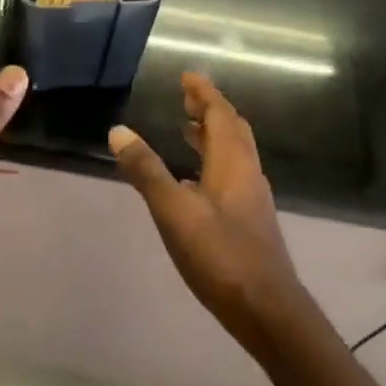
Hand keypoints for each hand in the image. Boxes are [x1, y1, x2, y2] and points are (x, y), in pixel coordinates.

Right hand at [108, 72, 305, 343]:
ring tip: (187, 129)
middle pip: (232, 130)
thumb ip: (147, 171)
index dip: (204, 93)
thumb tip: (118, 131)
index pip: (220, 114)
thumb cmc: (221, 255)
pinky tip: (195, 180)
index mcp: (232, 163)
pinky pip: (232, 174)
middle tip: (185, 98)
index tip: (187, 75)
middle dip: (210, 109)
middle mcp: (247, 173)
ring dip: (212, 135)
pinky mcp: (250, 221)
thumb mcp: (174, 212)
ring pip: (234, 153)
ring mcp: (252, 198)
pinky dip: (213, 161)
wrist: (267, 310)